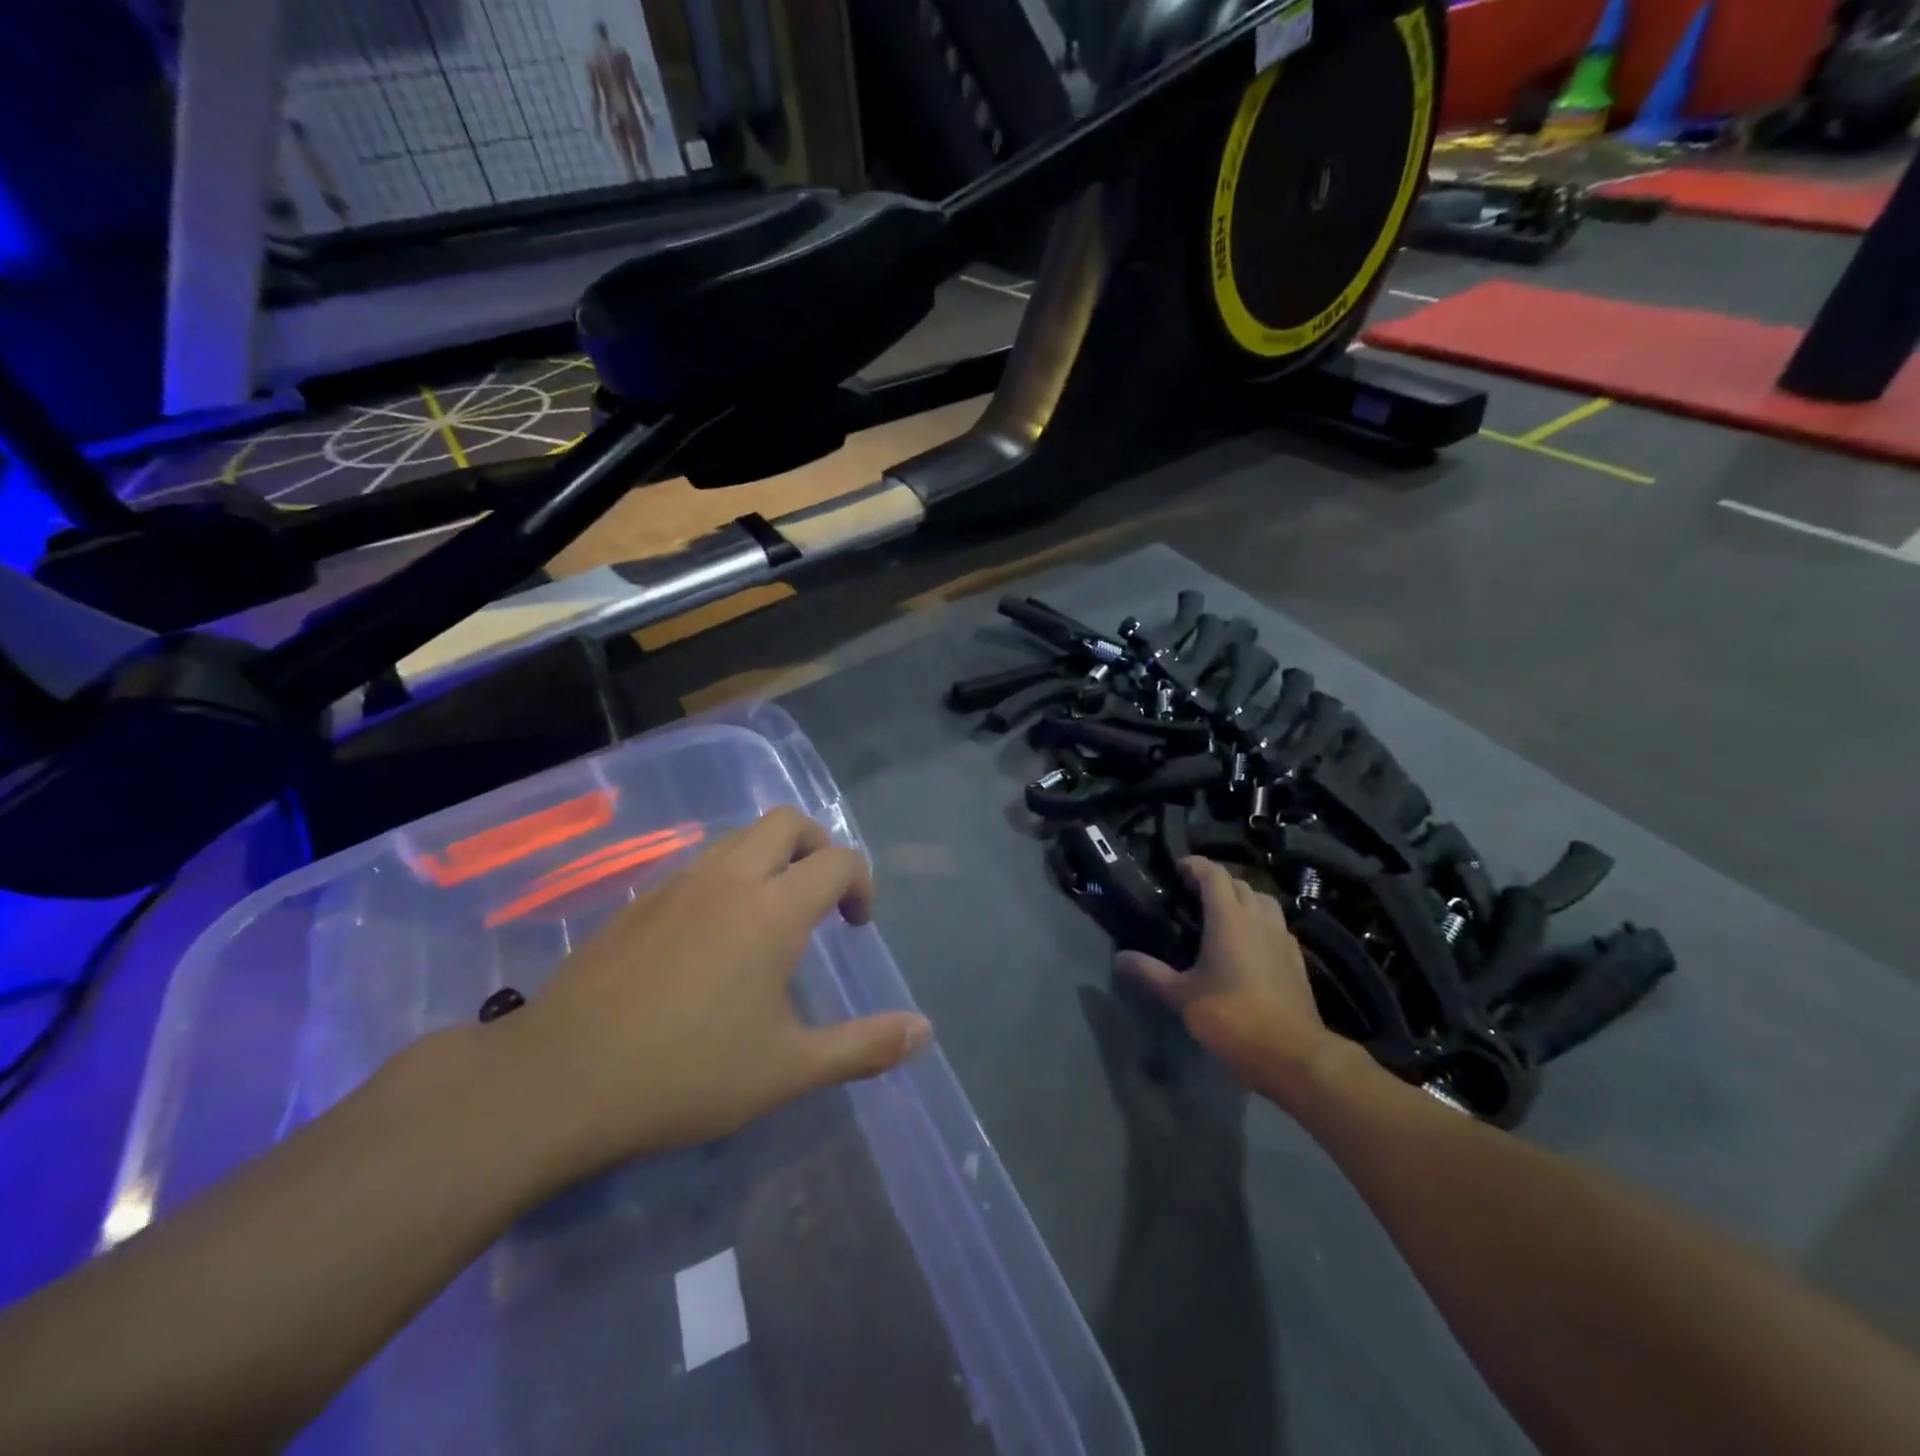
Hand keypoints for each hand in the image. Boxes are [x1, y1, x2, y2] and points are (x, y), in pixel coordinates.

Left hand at [495, 807, 931, 1180]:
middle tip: (822, 897)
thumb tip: (925, 1031)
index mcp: (773, 909)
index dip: (860, 883)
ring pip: (738, 837)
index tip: (857, 925)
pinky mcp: (638, 902)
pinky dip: (726, 878)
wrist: (559, 1079)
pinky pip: (698, 865)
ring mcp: (677, 884)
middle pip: (787, 822)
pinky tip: (713, 937)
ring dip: (770, 857)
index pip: (837, 861)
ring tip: (772, 914)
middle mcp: (729, 879)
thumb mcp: (787, 1069)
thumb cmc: (687, 1072)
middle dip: (817, 847)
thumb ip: (863, 1046)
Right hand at [1116, 857, 1337, 1091]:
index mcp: (1229, 918)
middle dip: (1217, 882)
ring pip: (1264, 901)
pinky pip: (1277, 926)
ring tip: (1224, 914)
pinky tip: (1250, 944)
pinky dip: (1261, 923)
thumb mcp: (1181, 997)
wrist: (1293, 1053)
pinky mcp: (1297, 960)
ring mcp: (1282, 938)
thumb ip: (1150, 973)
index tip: (1178, 868)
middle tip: (1193, 894)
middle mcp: (1258, 919)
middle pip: (1240, 884)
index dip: (1196, 865)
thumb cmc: (1232, 1017)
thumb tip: (1119, 958)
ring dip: (1243, 898)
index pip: (1214, 875)